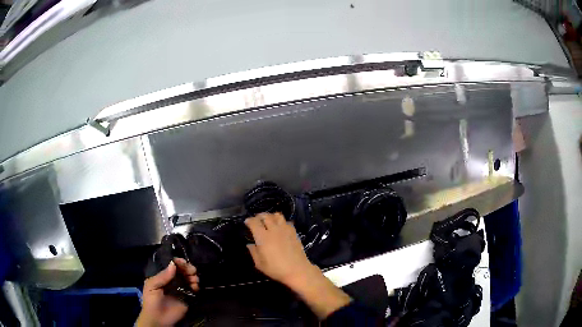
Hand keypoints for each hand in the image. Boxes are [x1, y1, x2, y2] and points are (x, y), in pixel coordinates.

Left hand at [136, 258, 199, 326]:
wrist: (158, 319)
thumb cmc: (151, 301)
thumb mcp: (152, 286)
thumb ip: (162, 276)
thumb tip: (173, 264)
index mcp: (163, 276)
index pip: (171, 265)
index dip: (178, 262)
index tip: (183, 262)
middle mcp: (172, 281)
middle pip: (182, 270)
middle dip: (188, 268)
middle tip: (192, 271)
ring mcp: (180, 289)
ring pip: (189, 278)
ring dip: (193, 276)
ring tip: (194, 279)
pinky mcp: (187, 297)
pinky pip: (193, 289)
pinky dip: (196, 286)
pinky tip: (195, 287)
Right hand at [245, 213, 350, 318]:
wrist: (297, 270)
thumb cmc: (276, 269)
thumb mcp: (259, 264)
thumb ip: (253, 252)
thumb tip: (249, 244)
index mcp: (262, 237)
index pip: (254, 222)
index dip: (249, 221)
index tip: (247, 223)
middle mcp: (273, 230)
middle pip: (265, 216)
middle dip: (259, 216)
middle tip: (257, 220)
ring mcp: (285, 229)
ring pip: (277, 215)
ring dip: (271, 216)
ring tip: (269, 221)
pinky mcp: (294, 232)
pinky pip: (286, 221)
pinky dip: (281, 221)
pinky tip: (280, 227)